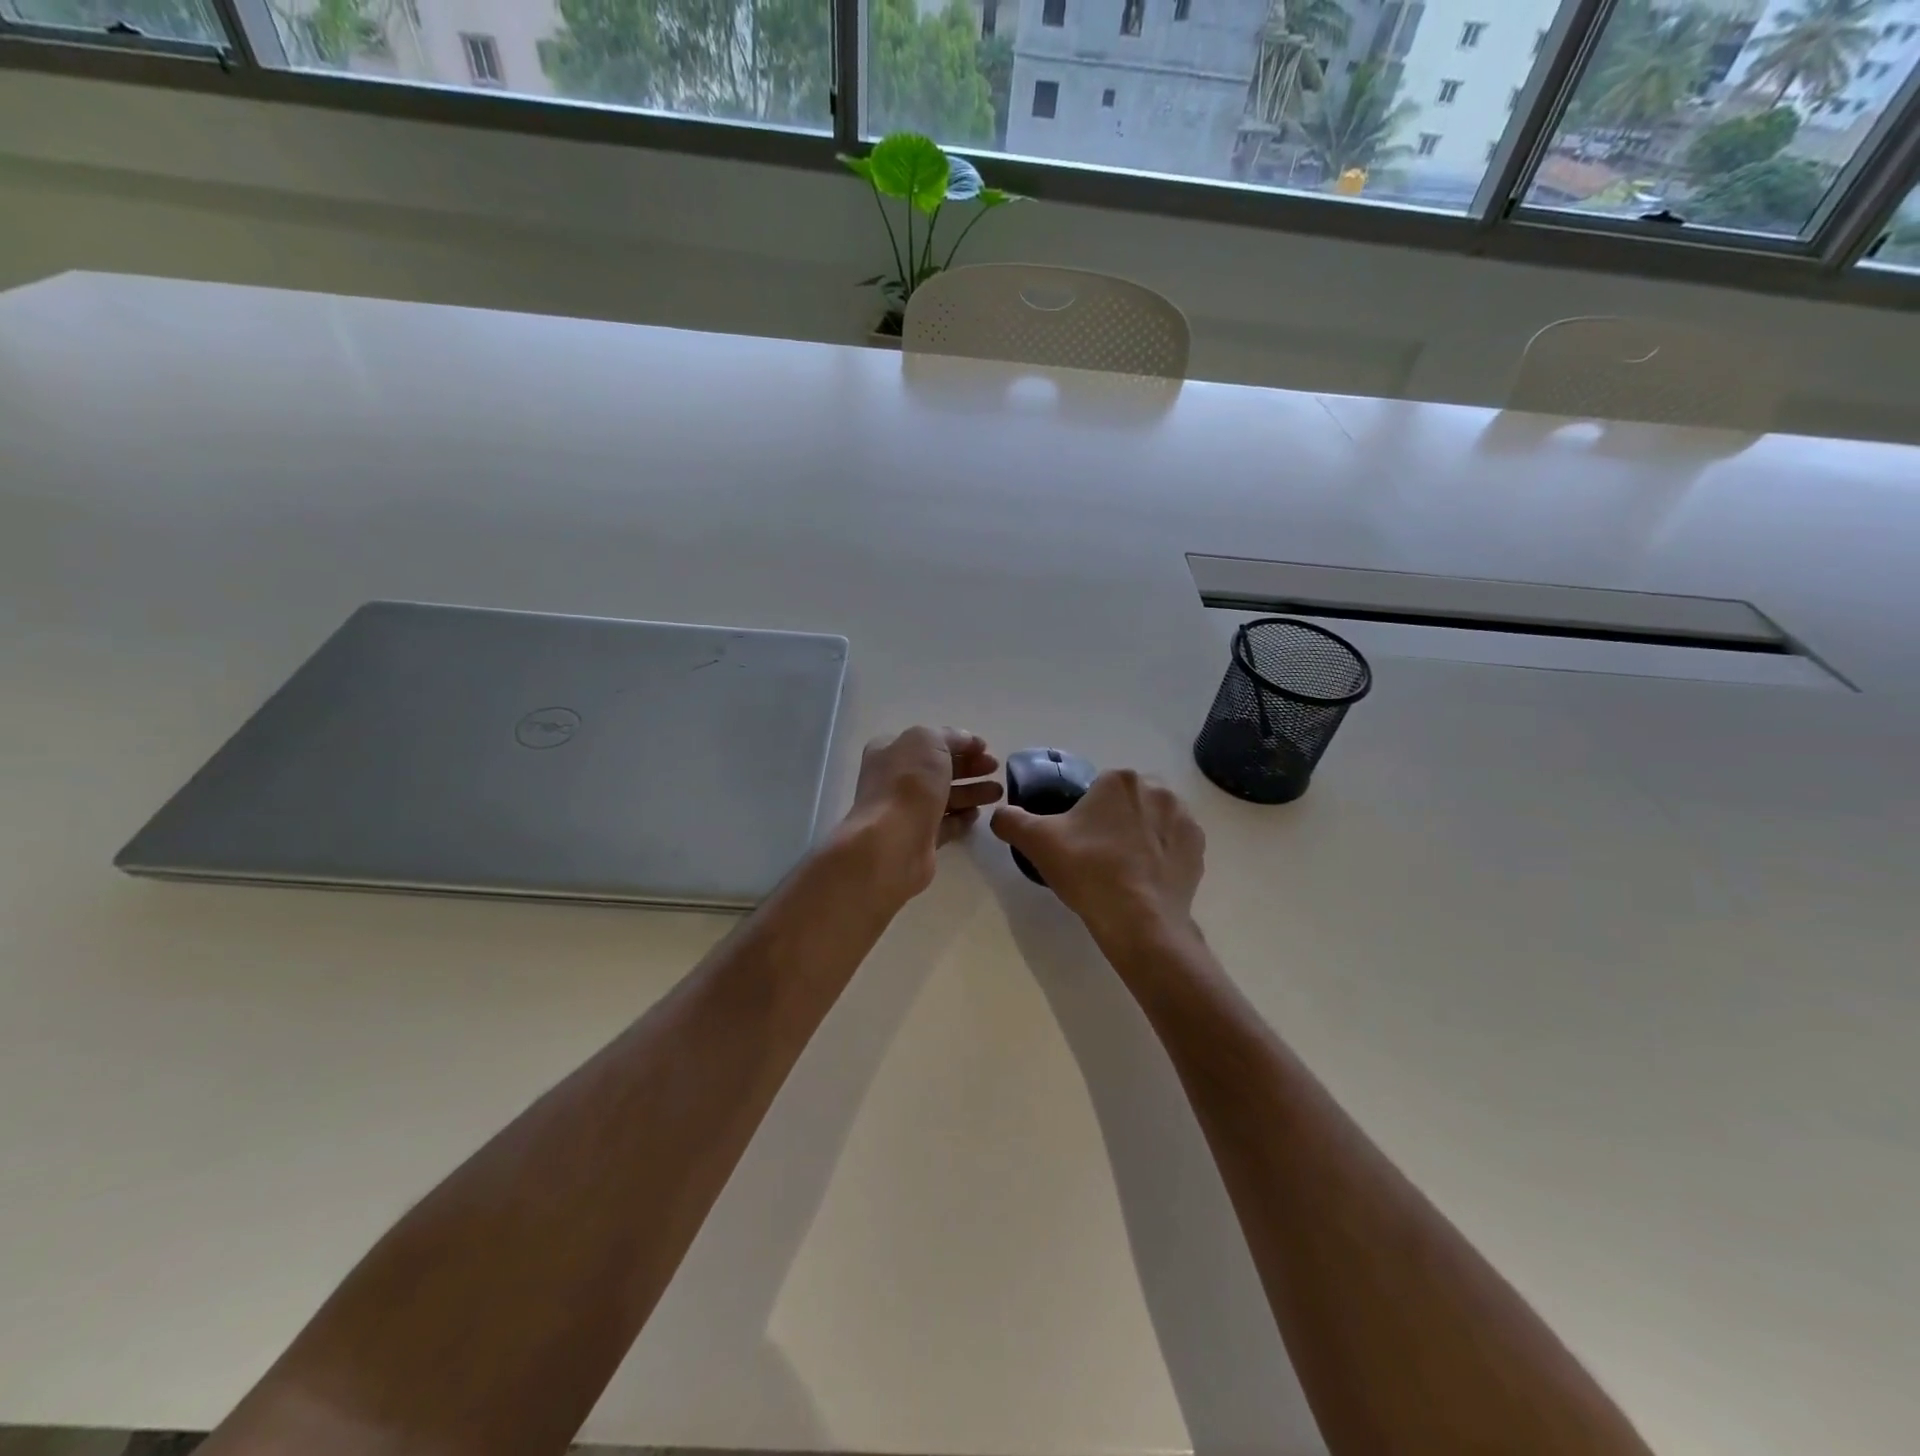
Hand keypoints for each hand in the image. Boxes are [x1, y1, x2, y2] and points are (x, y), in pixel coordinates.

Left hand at [837, 727, 1002, 900]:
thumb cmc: (908, 783)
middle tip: (995, 768)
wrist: (892, 842)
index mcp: (890, 751)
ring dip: (971, 792)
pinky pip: (944, 824)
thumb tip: (966, 741)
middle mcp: (894, 779)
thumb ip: (950, 736)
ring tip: (998, 793)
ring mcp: (905, 811)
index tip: (985, 748)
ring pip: (944, 796)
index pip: (929, 741)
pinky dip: (961, 818)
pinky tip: (978, 815)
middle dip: (969, 767)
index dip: (958, 742)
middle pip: (938, 769)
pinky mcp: (918, 839)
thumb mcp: (929, 741)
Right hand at [991, 770, 1204, 944]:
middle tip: (1095, 857)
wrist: (1139, 921)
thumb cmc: (1088, 871)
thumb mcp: (1036, 841)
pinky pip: (1173, 844)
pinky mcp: (1199, 848)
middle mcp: (1158, 789)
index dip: (1084, 815)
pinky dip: (1160, 856)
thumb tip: (1000, 814)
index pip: (1097, 790)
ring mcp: (1184, 818)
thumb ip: (1011, 819)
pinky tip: (1144, 879)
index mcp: (1120, 779)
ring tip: (1121, 871)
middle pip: (1126, 803)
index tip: (1077, 842)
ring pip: (1152, 821)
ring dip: (1139, 836)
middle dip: (1113, 822)